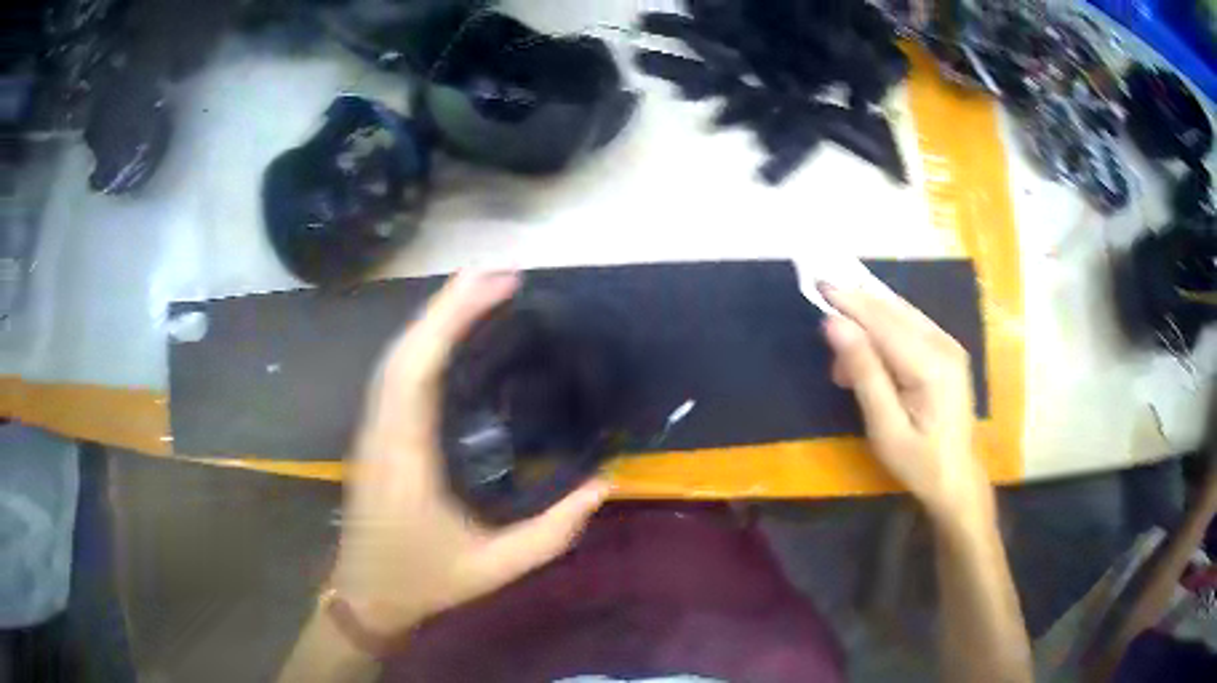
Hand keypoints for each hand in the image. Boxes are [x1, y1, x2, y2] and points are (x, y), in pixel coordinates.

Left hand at [332, 271, 609, 636]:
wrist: (364, 594)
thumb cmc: (422, 580)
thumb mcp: (493, 568)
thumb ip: (550, 533)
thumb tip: (601, 485)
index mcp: (405, 457)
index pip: (417, 369)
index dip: (450, 317)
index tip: (494, 283)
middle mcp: (382, 432)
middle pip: (405, 350)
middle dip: (447, 305)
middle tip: (499, 276)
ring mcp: (373, 431)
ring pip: (396, 359)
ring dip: (433, 320)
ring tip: (479, 293)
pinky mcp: (375, 436)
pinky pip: (396, 376)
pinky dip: (423, 345)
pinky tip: (449, 338)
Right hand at [820, 284, 990, 518]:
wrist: (956, 479)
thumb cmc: (918, 463)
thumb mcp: (885, 428)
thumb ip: (864, 373)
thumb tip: (835, 325)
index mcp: (932, 366)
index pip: (884, 322)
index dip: (851, 303)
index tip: (819, 284)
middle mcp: (945, 345)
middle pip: (893, 312)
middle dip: (856, 311)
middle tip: (824, 324)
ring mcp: (949, 345)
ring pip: (901, 314)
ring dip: (868, 322)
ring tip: (844, 360)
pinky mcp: (947, 350)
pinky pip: (910, 325)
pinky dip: (883, 330)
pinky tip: (869, 353)